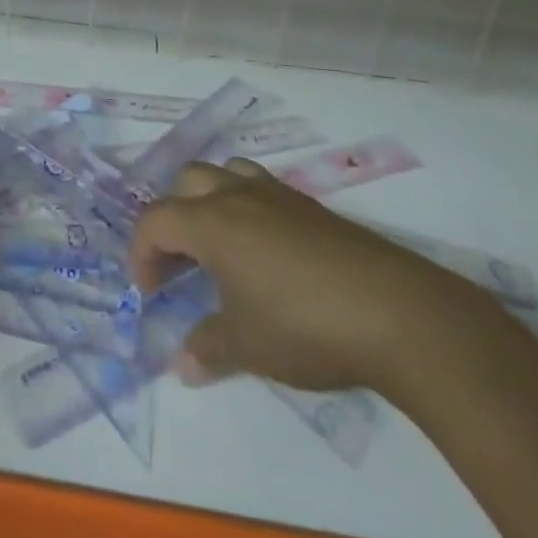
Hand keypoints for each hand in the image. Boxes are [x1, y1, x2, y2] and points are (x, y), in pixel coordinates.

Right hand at [130, 159, 479, 393]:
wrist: (395, 312)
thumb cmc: (304, 325)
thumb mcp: (248, 346)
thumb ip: (208, 348)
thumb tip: (182, 363)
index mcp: (211, 221)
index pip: (155, 220)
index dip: (142, 254)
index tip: (149, 295)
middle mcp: (237, 195)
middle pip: (186, 183)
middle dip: (172, 219)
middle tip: (179, 266)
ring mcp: (278, 195)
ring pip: (226, 174)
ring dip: (209, 202)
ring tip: (219, 247)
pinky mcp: (312, 207)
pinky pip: (262, 190)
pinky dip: (246, 210)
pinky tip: (266, 255)